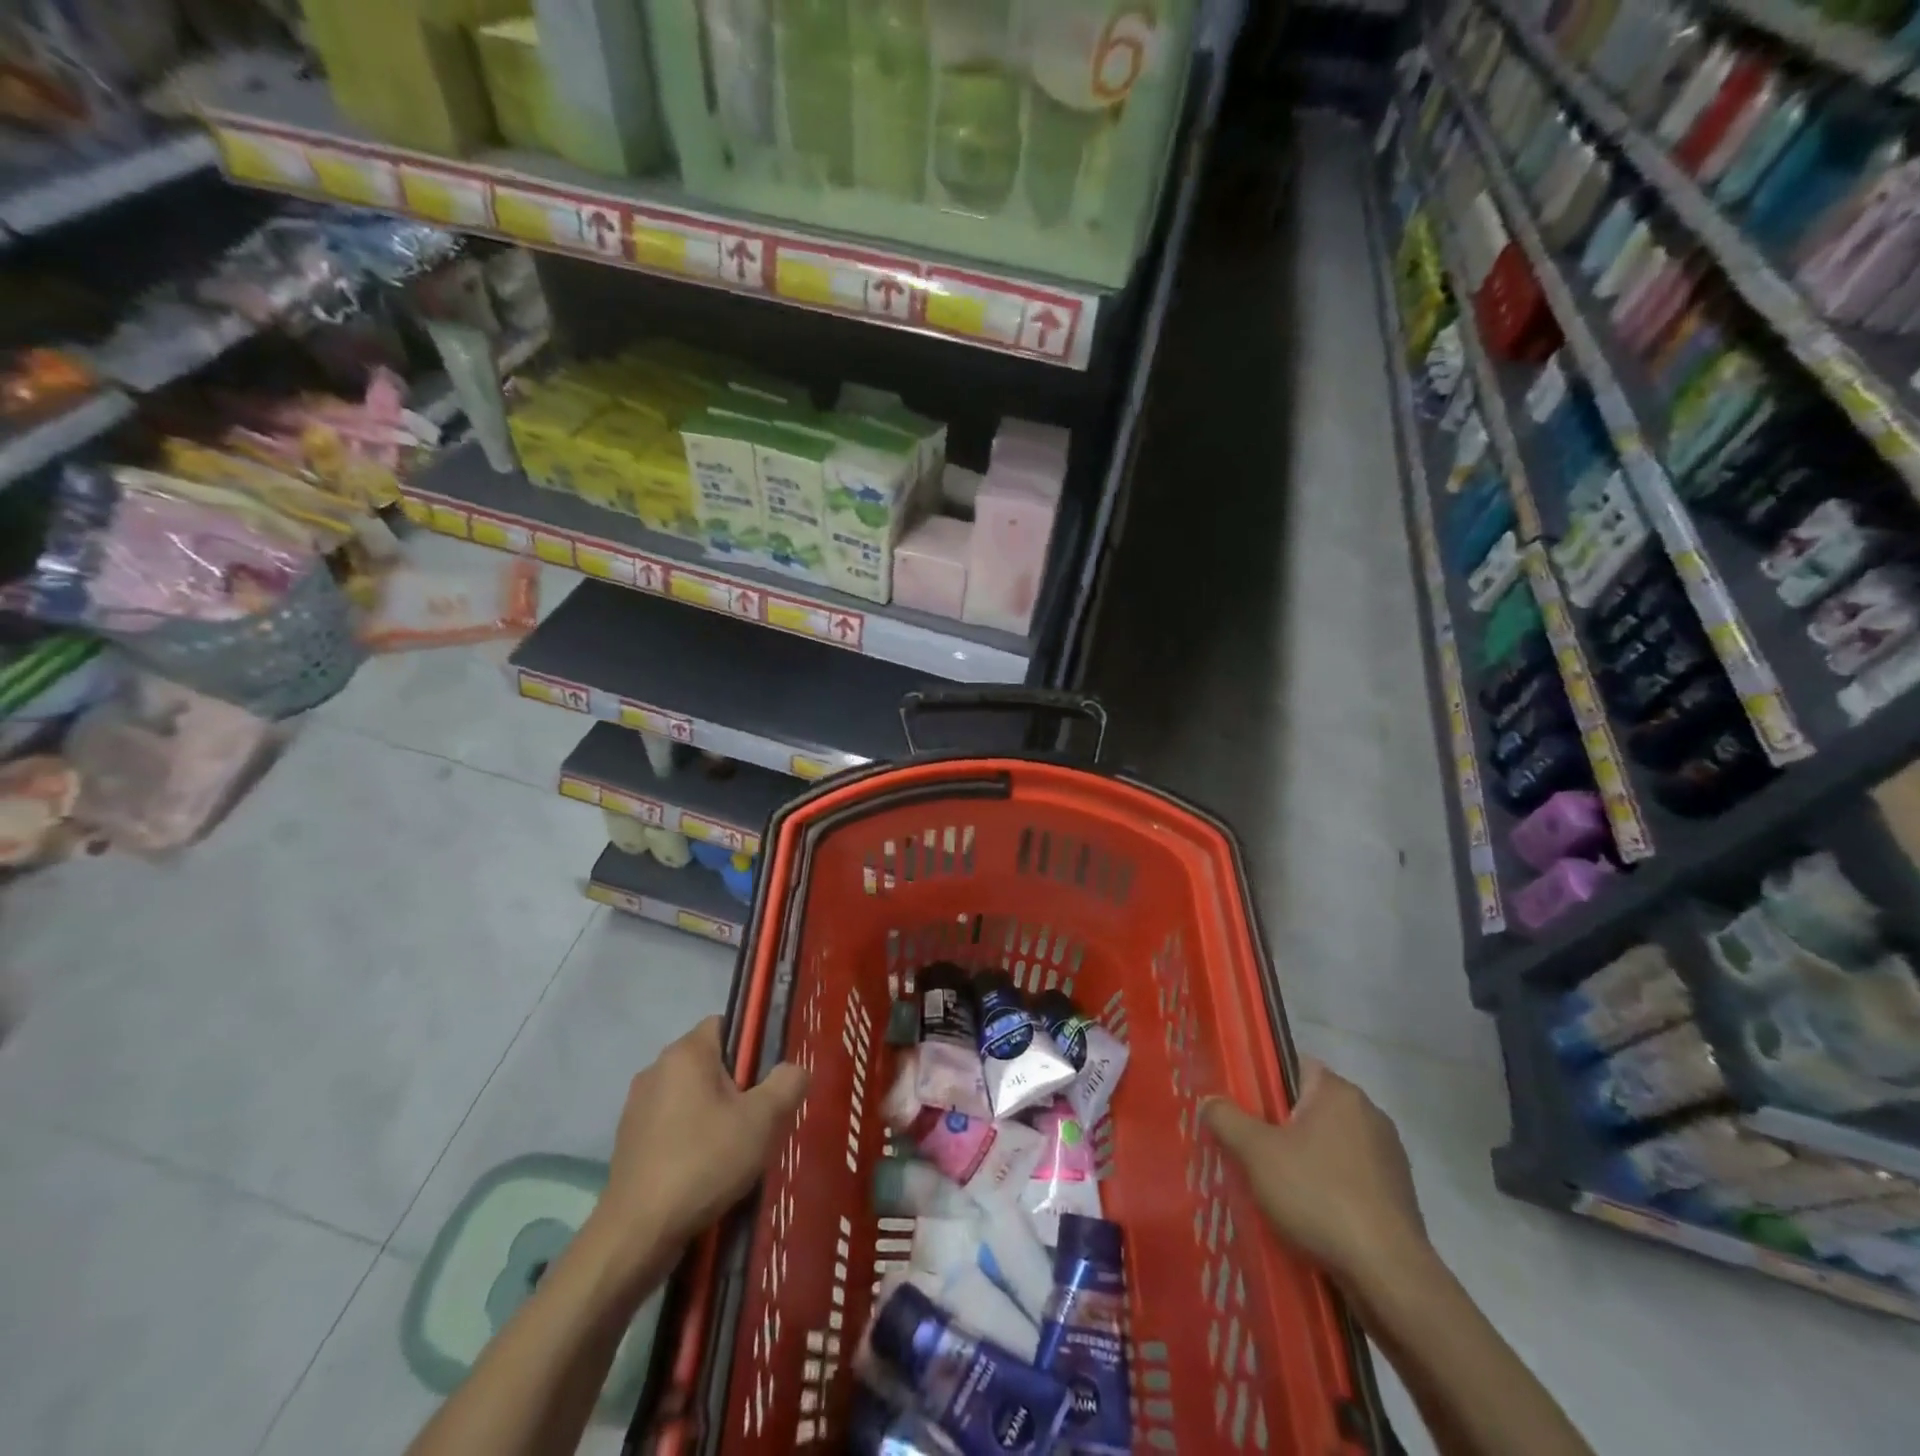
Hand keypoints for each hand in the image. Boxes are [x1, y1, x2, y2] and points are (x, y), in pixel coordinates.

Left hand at [589, 1017, 809, 1274]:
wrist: (637, 1234)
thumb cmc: (704, 1162)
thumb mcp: (763, 1120)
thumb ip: (787, 1083)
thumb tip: (794, 1069)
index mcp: (686, 1052)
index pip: (726, 1024)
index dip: (752, 1045)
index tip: (769, 1078)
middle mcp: (657, 1069)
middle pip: (710, 1062)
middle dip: (737, 1084)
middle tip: (760, 1119)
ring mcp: (637, 1106)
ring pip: (691, 1095)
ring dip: (713, 1114)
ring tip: (736, 1150)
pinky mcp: (628, 1141)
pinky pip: (672, 1125)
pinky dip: (690, 1138)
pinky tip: (706, 1171)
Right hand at [1202, 1061, 1430, 1296]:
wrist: (1390, 1276)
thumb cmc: (1319, 1196)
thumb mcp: (1256, 1153)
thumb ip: (1226, 1119)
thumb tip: (1209, 1100)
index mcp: (1339, 1092)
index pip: (1295, 1066)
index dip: (1265, 1082)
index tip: (1242, 1106)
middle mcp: (1369, 1114)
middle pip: (1311, 1107)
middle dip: (1281, 1126)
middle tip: (1250, 1150)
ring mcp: (1389, 1157)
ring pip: (1331, 1146)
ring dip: (1306, 1160)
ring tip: (1276, 1188)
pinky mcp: (1399, 1197)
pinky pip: (1351, 1179)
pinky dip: (1330, 1189)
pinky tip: (1310, 1216)